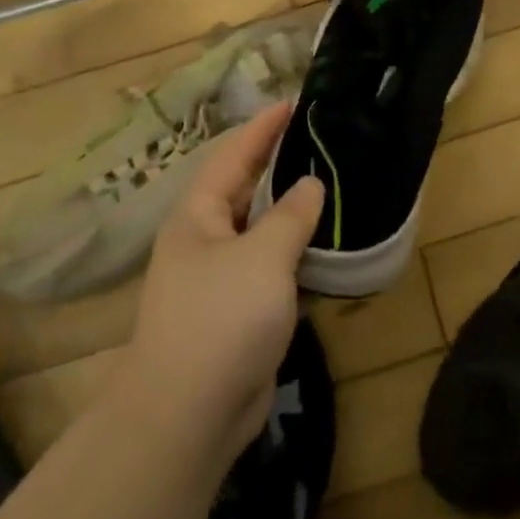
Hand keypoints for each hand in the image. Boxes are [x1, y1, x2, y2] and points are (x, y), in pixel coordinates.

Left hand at [120, 101, 324, 468]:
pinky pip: (271, 268)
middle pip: (244, 189)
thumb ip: (291, 216)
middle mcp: (204, 239)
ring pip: (260, 231)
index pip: (233, 156)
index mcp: (198, 216)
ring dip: (291, 211)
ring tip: (332, 185)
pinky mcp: (238, 312)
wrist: (187, 415)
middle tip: (321, 140)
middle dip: (278, 164)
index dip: (262, 128)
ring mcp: (219, 278)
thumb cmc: (221, 319)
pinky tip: (325, 246)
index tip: (294, 103)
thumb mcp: (263, 257)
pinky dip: (296, 253)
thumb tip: (311, 185)